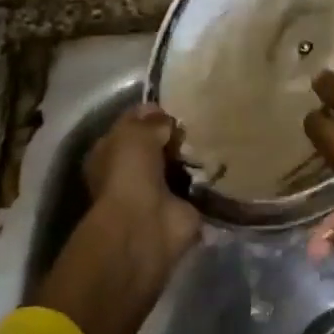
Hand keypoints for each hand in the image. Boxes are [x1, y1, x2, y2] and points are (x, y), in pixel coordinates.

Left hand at [33, 105, 199, 333]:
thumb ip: (151, 122)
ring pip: (178, 166)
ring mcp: (156, 193)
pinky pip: (198, 187)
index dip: (151, 115)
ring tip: (217, 137)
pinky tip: (224, 163)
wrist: (145, 227)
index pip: (131, 126)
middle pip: (157, 147)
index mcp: (109, 153)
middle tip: (200, 121)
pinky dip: (209, 180)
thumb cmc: (129, 175)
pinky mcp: (181, 210)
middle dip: (176, 136)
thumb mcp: (135, 134)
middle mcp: (130, 173)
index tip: (176, 106)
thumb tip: (166, 119)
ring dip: (194, 157)